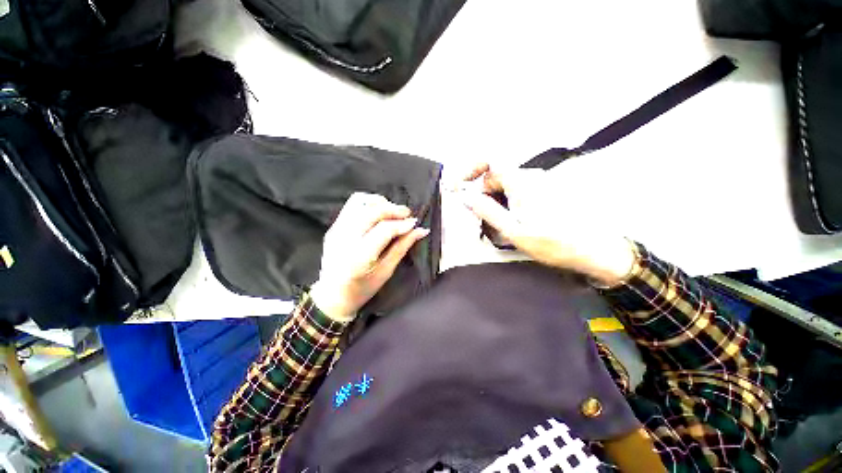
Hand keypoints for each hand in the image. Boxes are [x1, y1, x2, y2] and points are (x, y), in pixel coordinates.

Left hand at [310, 192, 429, 321]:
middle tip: (406, 214)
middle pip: (371, 211)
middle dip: (393, 208)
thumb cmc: (362, 289)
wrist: (332, 295)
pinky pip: (352, 206)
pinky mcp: (333, 227)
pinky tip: (378, 213)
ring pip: (359, 201)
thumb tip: (421, 230)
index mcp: (360, 257)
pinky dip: (368, 204)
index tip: (414, 223)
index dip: (402, 223)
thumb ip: (402, 247)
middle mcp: (345, 239)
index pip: (384, 229)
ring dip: (379, 202)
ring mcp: (336, 231)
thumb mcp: (386, 271)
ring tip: (392, 211)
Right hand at [457, 163, 635, 285]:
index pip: (491, 160)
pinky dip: (507, 200)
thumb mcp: (514, 231)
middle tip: (478, 215)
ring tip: (496, 222)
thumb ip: (488, 211)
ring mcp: (541, 183)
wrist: (594, 250)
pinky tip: (512, 220)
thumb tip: (466, 197)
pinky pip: (518, 189)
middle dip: (482, 191)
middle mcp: (531, 176)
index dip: (471, 169)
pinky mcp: (546, 191)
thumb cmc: (553, 243)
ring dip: (495, 198)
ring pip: (507, 183)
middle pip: (496, 174)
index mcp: (522, 182)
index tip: (460, 186)